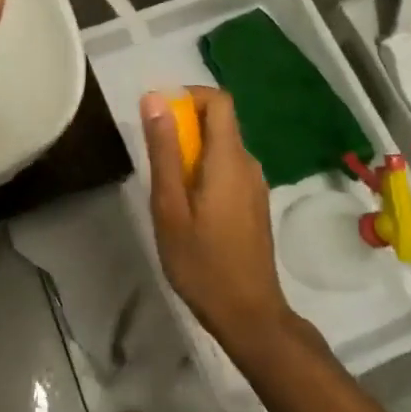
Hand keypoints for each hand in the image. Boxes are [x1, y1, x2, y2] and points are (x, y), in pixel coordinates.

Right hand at [141, 86, 290, 347]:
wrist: (249, 316)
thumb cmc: (202, 262)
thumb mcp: (170, 206)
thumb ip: (164, 150)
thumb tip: (154, 98)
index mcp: (229, 159)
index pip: (219, 100)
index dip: (189, 95)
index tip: (159, 114)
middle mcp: (249, 164)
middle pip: (219, 121)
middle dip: (184, 125)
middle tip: (155, 157)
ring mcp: (255, 185)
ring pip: (222, 146)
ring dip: (192, 150)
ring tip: (166, 186)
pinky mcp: (254, 203)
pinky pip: (228, 167)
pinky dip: (205, 169)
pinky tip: (187, 206)